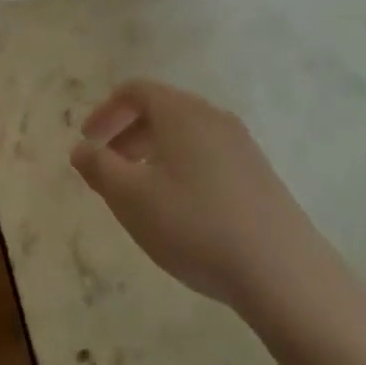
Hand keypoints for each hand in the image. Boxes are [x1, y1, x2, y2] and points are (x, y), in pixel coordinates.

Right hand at [72, 80, 344, 322]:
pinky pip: (207, 157)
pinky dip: (181, 169)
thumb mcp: (131, 198)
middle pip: (160, 111)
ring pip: (184, 136)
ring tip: (139, 193)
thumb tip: (81, 149)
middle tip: (107, 169)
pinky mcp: (259, 176)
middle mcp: (211, 117)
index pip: (134, 91)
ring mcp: (241, 146)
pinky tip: (181, 211)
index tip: (87, 142)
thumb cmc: (195, 224)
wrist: (284, 274)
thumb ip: (99, 168)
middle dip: (126, 135)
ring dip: (153, 154)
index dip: (105, 112)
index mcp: (180, 111)